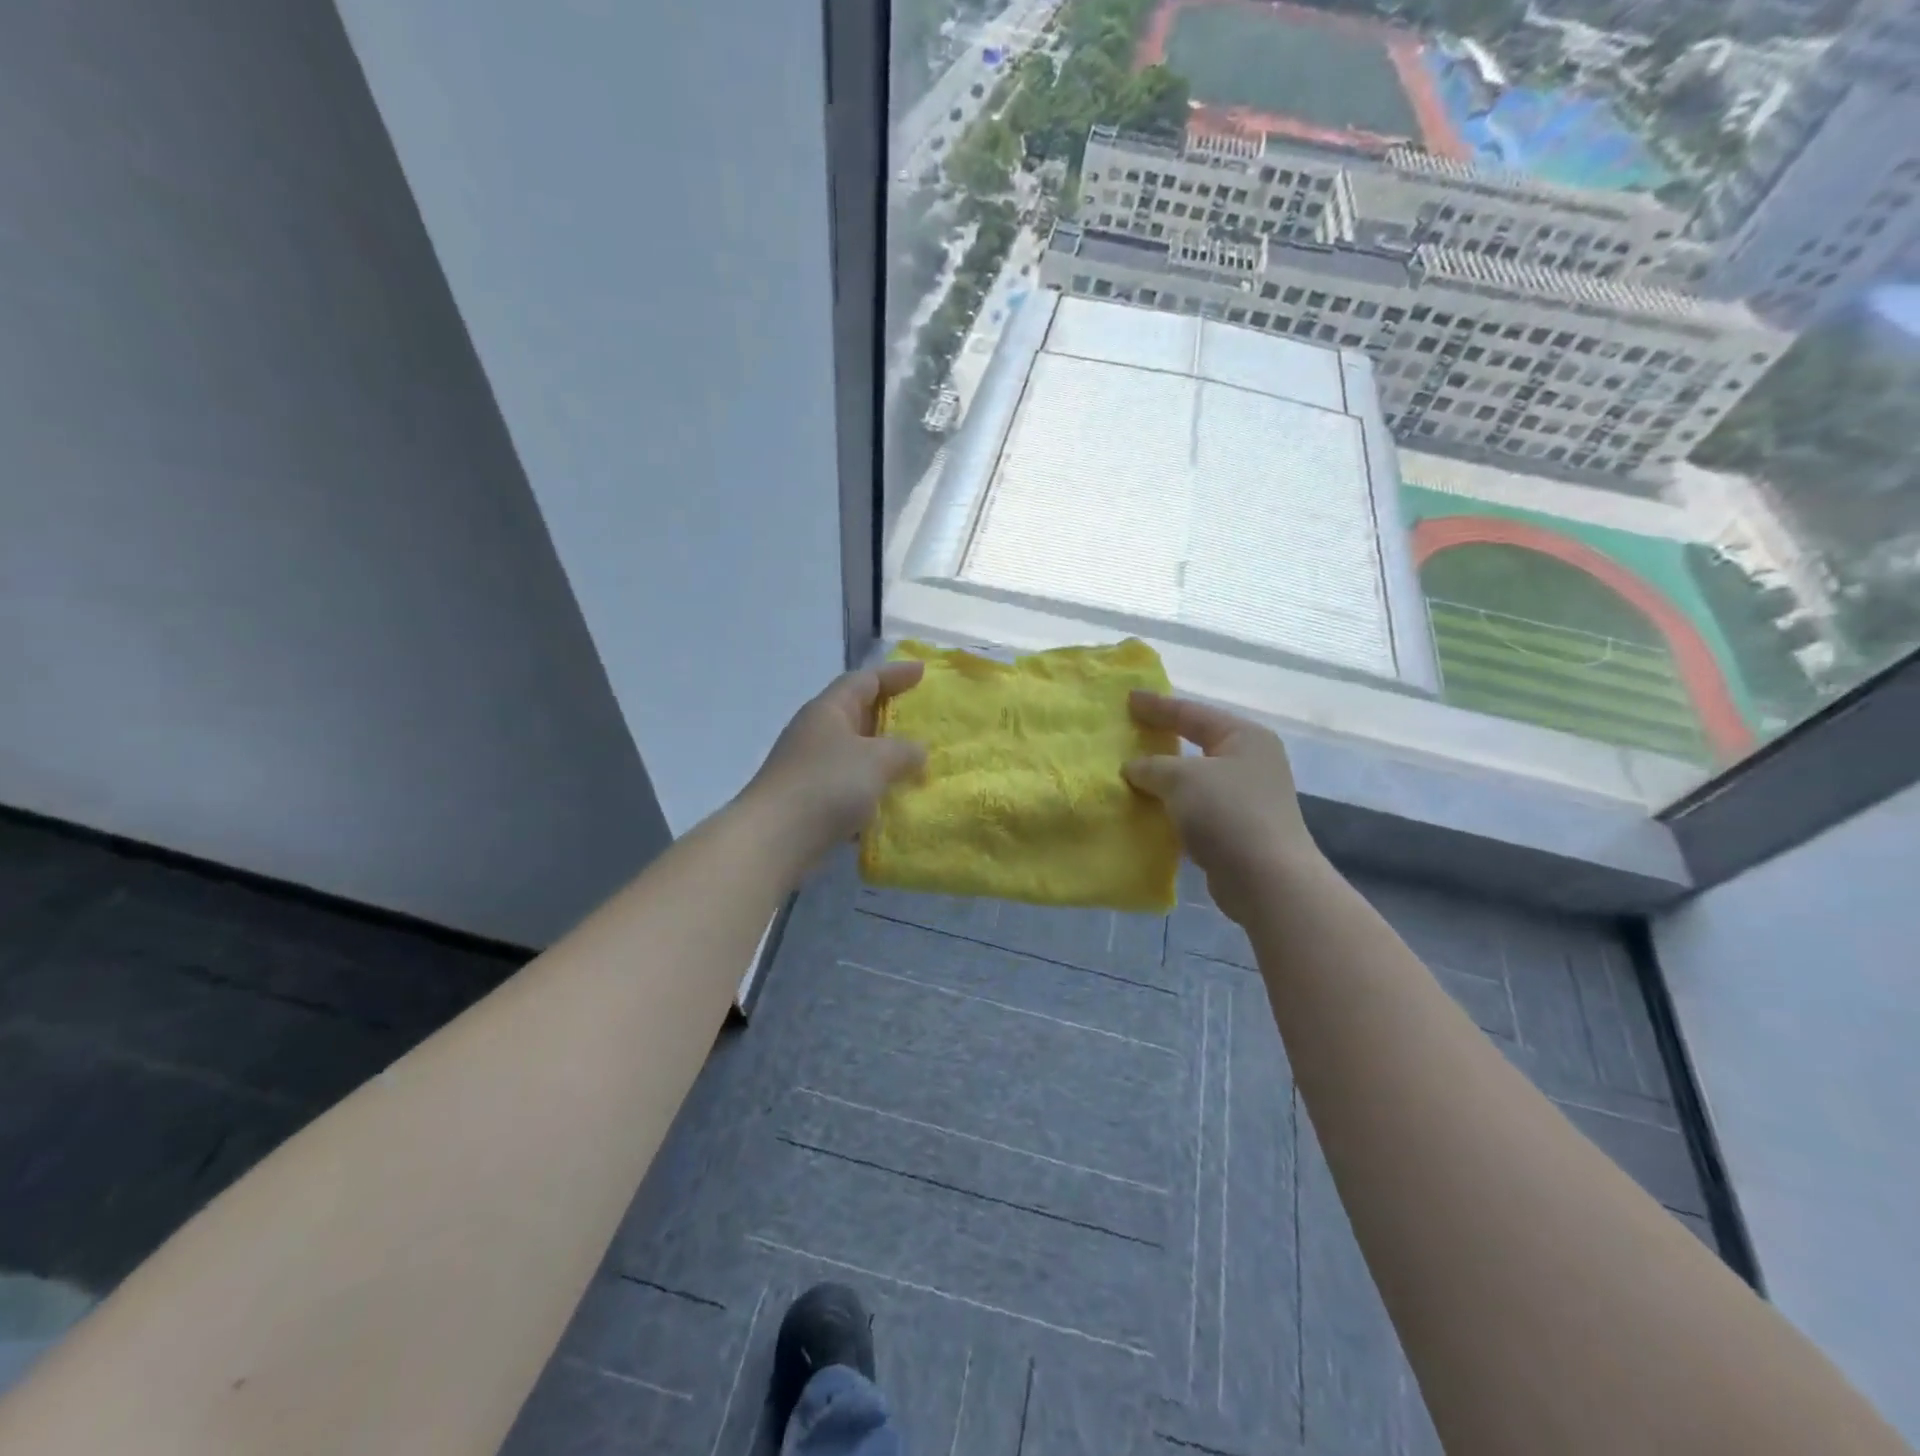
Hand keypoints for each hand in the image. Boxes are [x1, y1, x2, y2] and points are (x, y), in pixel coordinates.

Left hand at [745, 661, 927, 866]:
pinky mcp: (808, 799)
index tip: (923, 671)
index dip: (894, 673)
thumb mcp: (877, 760)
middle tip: (921, 716)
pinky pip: (847, 784)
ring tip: (913, 762)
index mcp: (829, 710)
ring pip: (853, 752)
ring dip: (882, 755)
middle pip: (857, 713)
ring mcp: (809, 767)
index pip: (864, 680)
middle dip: (889, 714)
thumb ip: (904, 750)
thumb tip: (918, 749)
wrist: (774, 840)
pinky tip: (890, 802)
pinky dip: (870, 787)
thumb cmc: (827, 785)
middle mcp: (816, 732)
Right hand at [1123, 692, 1319, 926]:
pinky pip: (1195, 808)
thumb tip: (1133, 768)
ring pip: (1194, 778)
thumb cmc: (1227, 813)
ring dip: (1164, 777)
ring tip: (1129, 771)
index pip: (1193, 713)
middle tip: (1129, 731)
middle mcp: (1250, 762)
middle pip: (1196, 742)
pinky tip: (1147, 808)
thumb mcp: (1181, 778)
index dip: (1158, 706)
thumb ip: (1152, 766)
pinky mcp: (1236, 830)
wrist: (1266, 880)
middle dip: (1162, 739)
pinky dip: (1171, 806)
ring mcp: (1246, 797)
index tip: (1128, 698)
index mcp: (1244, 737)